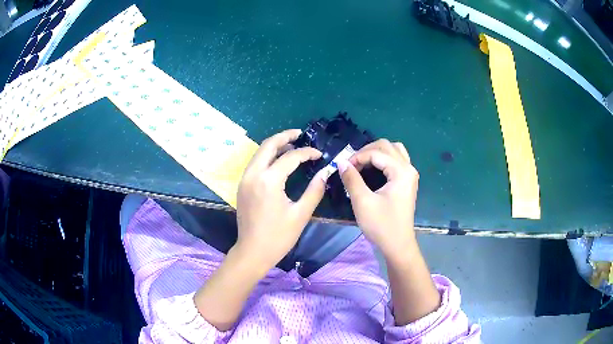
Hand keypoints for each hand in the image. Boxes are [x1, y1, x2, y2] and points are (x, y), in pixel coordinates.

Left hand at [235, 129, 329, 269]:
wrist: (252, 252)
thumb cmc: (278, 236)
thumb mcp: (300, 214)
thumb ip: (314, 190)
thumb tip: (325, 172)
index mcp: (268, 181)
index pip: (290, 157)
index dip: (307, 153)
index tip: (319, 154)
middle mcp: (253, 174)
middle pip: (268, 145)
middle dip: (285, 136)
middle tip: (300, 134)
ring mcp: (245, 179)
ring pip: (259, 152)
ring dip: (275, 145)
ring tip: (292, 145)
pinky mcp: (242, 185)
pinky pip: (255, 163)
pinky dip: (267, 156)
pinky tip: (278, 161)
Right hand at [337, 139, 418, 258]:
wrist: (397, 245)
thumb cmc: (381, 225)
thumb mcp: (362, 202)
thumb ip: (351, 179)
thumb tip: (341, 162)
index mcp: (401, 171)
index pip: (376, 153)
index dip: (357, 157)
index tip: (343, 167)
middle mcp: (409, 168)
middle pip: (387, 146)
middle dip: (366, 151)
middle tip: (351, 164)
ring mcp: (410, 174)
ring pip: (394, 150)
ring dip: (376, 152)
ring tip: (362, 162)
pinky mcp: (408, 181)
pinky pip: (397, 160)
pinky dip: (384, 159)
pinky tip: (374, 168)